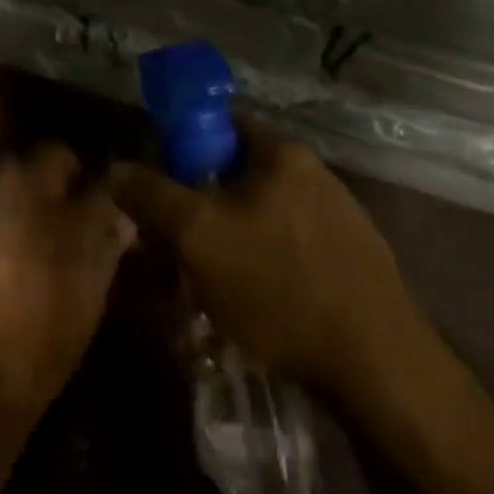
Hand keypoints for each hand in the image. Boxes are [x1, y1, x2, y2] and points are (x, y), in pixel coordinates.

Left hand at [0, 144, 136, 420]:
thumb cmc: (52, 308)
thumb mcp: (93, 263)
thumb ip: (104, 219)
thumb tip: (114, 191)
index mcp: (25, 186)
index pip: (58, 152)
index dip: (87, 167)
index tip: (109, 188)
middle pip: (33, 173)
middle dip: (62, 187)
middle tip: (92, 212)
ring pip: (18, 200)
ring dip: (42, 209)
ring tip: (71, 237)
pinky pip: (5, 227)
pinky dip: (24, 232)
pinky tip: (44, 258)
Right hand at [109, 126, 416, 387]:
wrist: (377, 366)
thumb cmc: (278, 286)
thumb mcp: (198, 236)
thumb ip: (151, 195)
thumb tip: (115, 169)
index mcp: (284, 155)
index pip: (221, 127)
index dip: (182, 151)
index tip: (160, 190)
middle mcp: (318, 176)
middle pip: (239, 177)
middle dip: (202, 207)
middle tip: (175, 247)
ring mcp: (343, 220)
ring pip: (263, 219)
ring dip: (231, 242)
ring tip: (209, 285)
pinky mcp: (355, 264)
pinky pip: (291, 250)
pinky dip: (264, 267)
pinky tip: (254, 306)